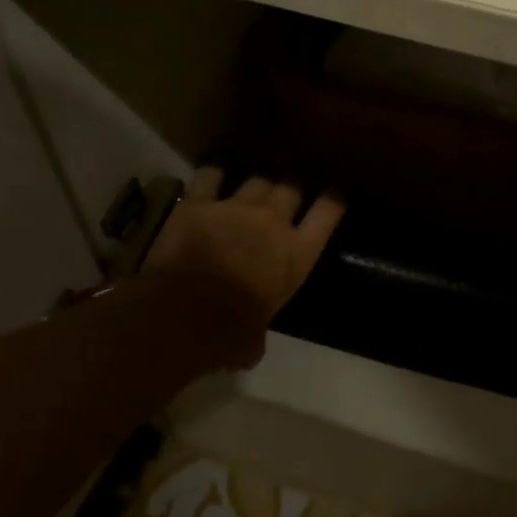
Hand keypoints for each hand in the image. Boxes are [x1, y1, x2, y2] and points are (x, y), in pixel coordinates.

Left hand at [142, 167, 344, 368]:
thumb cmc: (227, 335)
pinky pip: (209, 176)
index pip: (327, 214)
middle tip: (292, 179)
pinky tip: (214, 171)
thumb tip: (249, 345)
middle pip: (292, 186)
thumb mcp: (254, 340)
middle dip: (294, 181)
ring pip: (258, 177)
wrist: (181, 315)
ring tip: (260, 173)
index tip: (336, 191)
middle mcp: (274, 222)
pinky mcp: (198, 203)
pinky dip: (213, 172)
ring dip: (260, 176)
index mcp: (297, 255)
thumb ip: (257, 332)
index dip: (334, 199)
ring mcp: (236, 207)